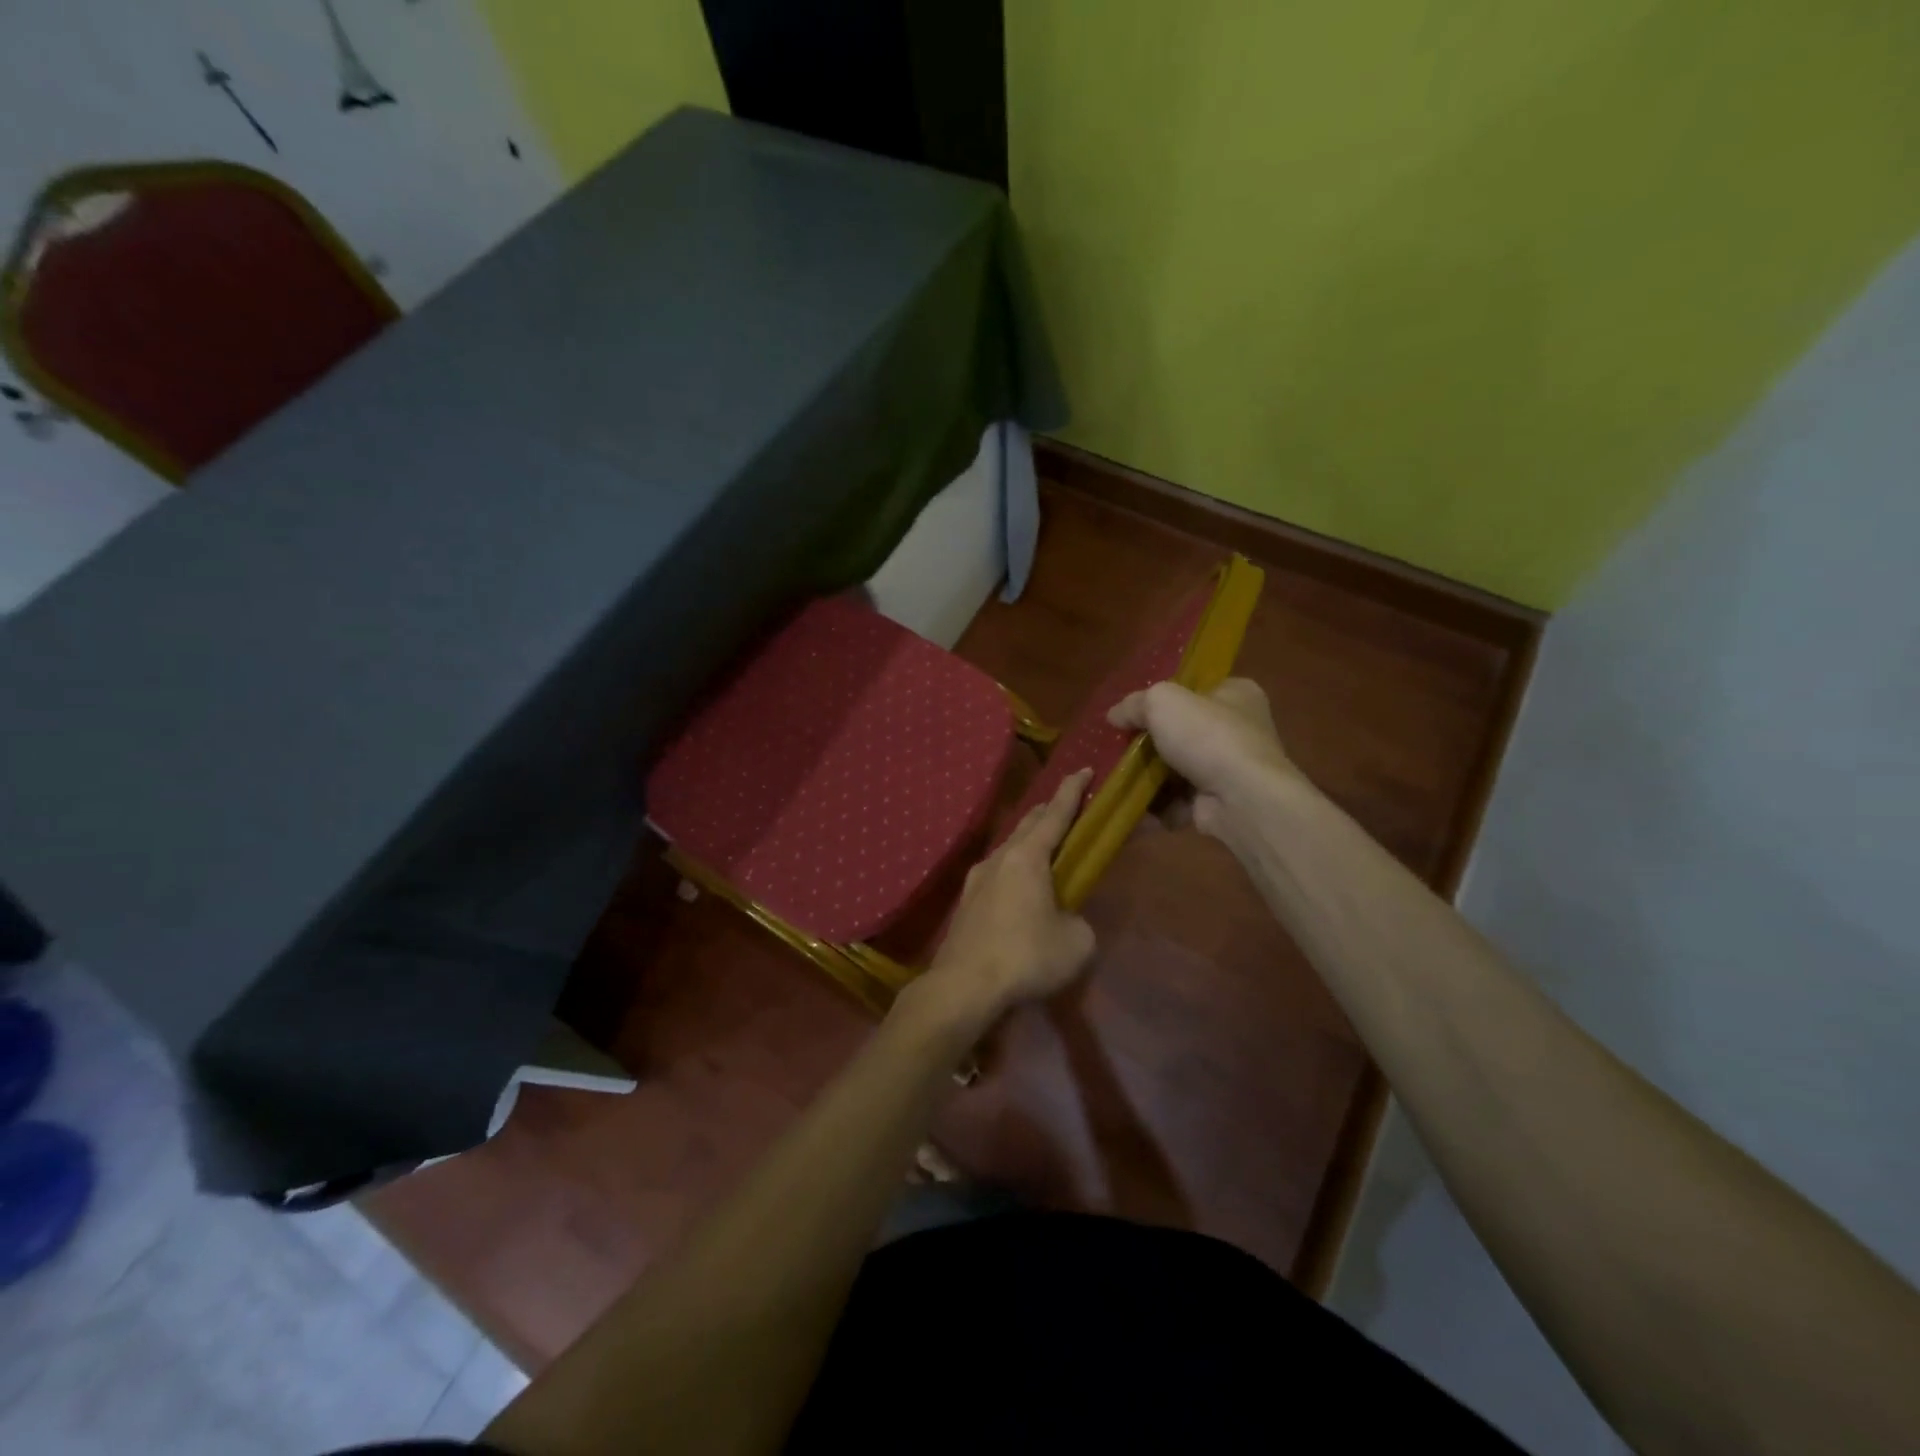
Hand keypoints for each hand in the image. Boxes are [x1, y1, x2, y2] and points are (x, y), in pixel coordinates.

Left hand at [909, 768, 1097, 1024]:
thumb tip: (1066, 919)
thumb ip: (1079, 921)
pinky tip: (1019, 889)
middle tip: (1067, 807)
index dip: (1073, 791)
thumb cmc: (1026, 956)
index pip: (1056, 814)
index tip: (1084, 769)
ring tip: (1045, 849)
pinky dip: (1014, 870)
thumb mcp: (1076, 942)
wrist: (964, 985)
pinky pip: (997, 874)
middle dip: (1049, 812)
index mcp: (1028, 857)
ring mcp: (977, 879)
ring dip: (1029, 843)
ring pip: (1009, 849)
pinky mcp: (966, 902)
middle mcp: (999, 858)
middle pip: (1028, 825)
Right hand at [1108, 679, 1301, 838]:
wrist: (1242, 798)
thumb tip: (1115, 715)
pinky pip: (1179, 802)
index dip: (1164, 700)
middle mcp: (1239, 730)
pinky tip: (1135, 808)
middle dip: (1150, 745)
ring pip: (1177, 770)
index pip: (1196, 691)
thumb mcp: (1162, 702)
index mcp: (1237, 695)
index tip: (1134, 713)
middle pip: (1182, 733)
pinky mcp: (1220, 803)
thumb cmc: (1207, 736)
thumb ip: (1134, 704)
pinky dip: (1157, 807)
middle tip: (1121, 749)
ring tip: (1119, 781)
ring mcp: (1230, 770)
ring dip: (1149, 779)